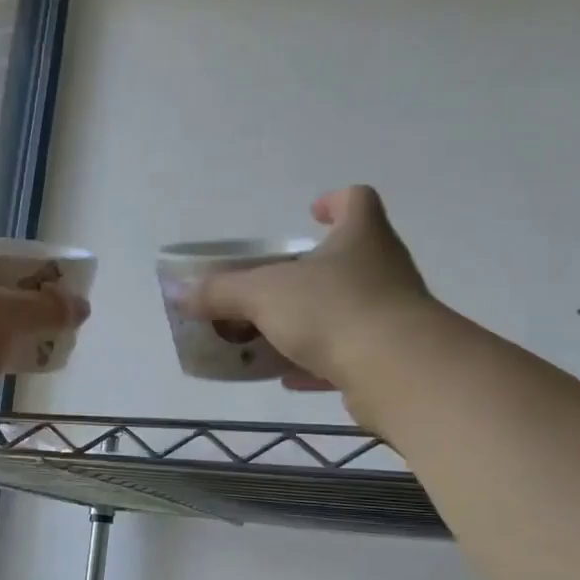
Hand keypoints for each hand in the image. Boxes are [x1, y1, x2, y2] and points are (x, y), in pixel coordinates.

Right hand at [188, 186, 436, 405]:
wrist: (397, 371)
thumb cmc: (331, 310)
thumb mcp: (263, 294)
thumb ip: (222, 292)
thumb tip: (182, 293)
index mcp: (361, 237)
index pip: (357, 200)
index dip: (335, 201)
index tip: (312, 213)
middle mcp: (384, 270)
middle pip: (350, 259)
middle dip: (311, 272)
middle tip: (274, 285)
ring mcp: (393, 316)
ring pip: (348, 311)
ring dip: (313, 321)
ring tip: (273, 334)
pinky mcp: (392, 359)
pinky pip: (350, 355)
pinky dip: (320, 364)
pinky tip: (290, 378)